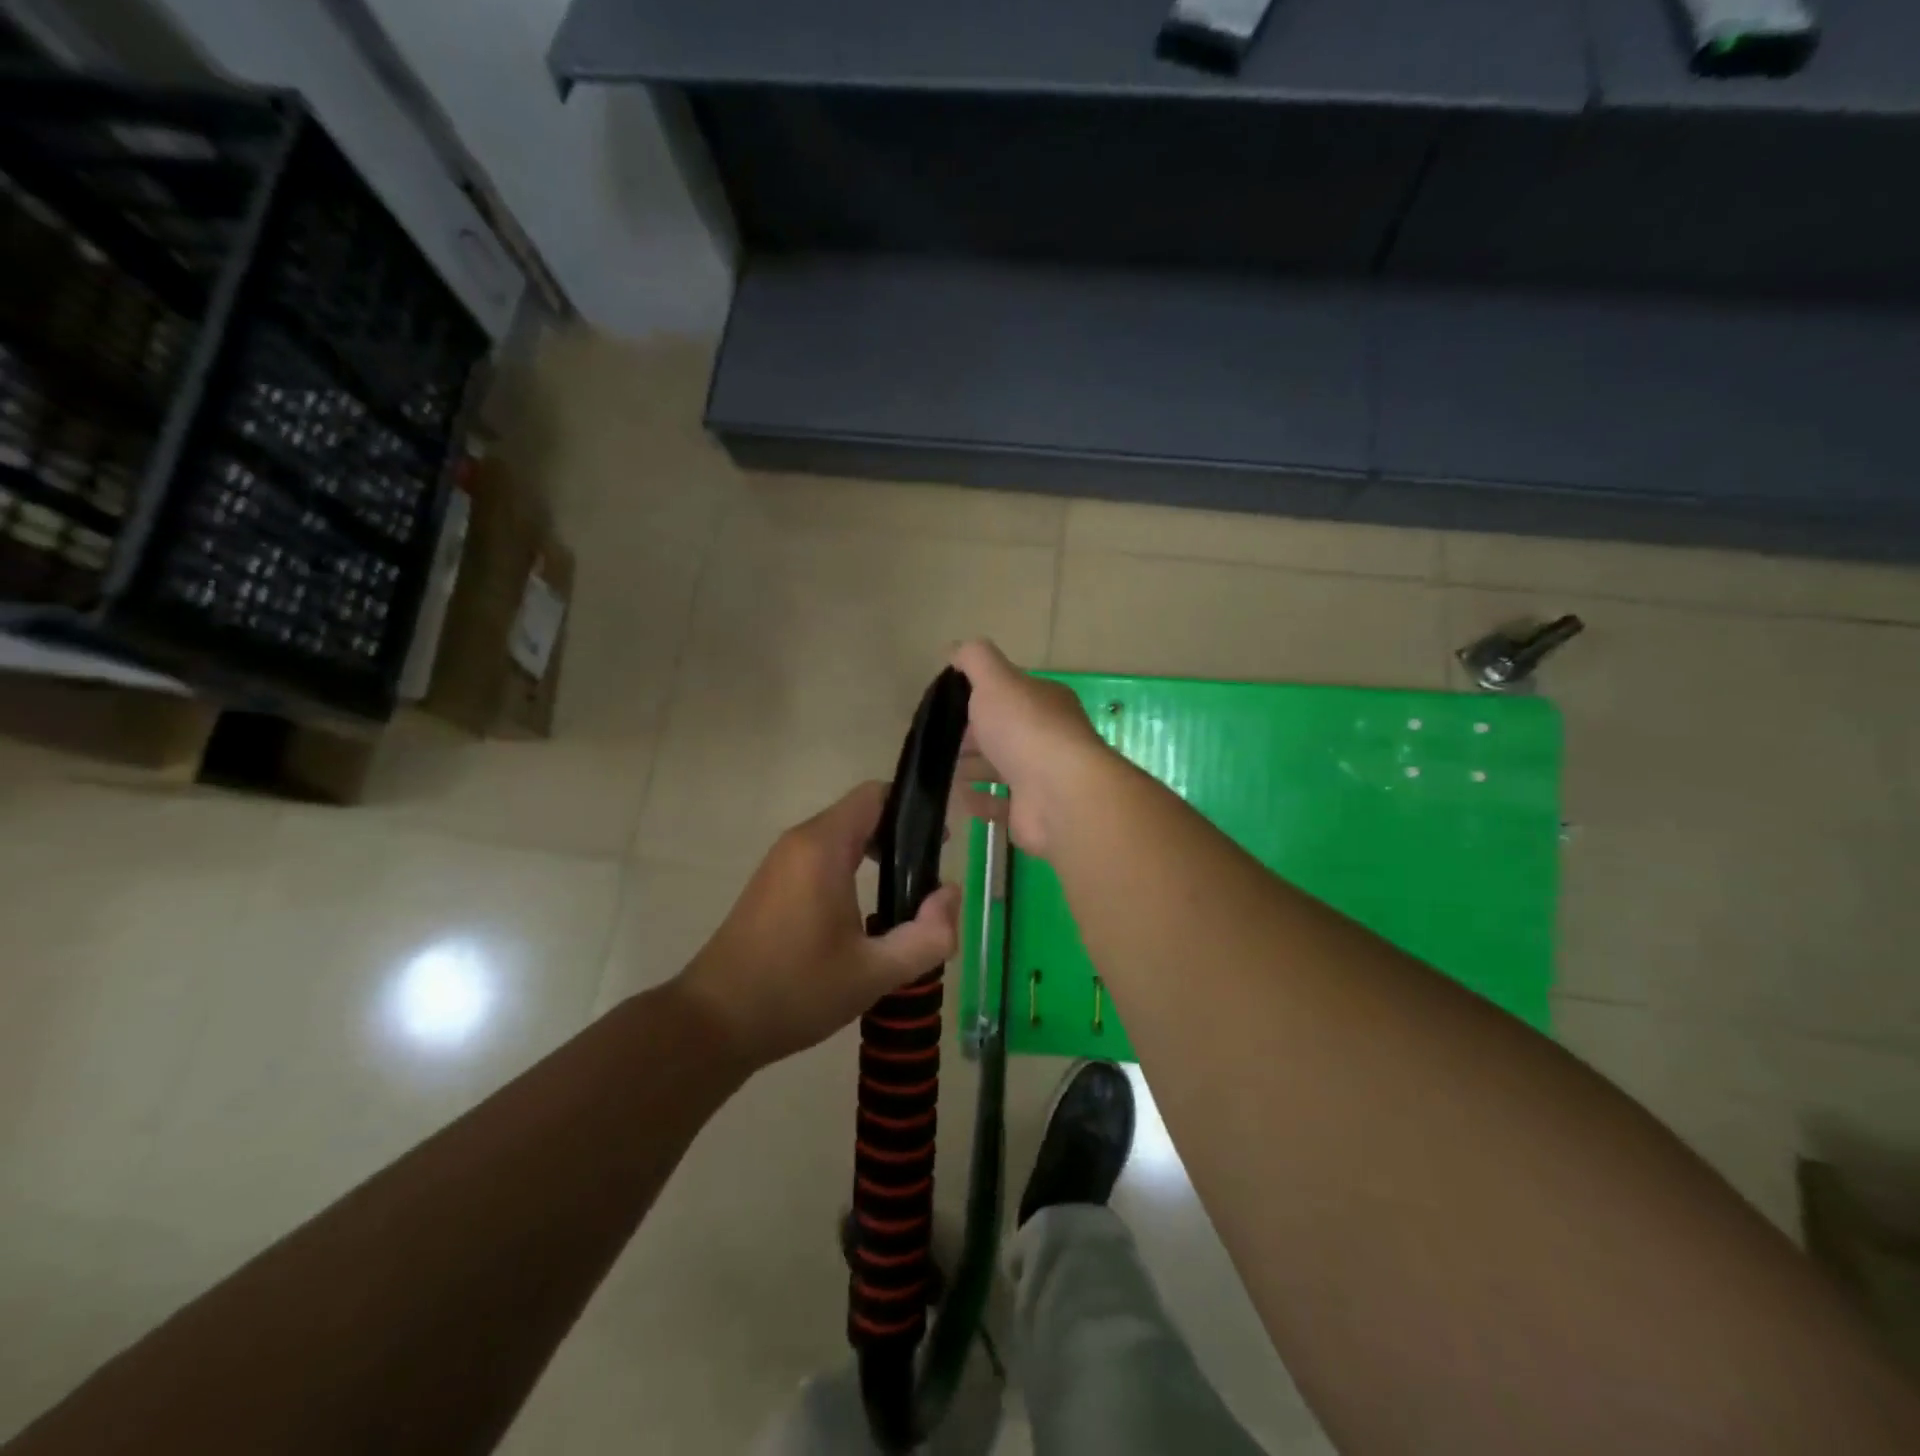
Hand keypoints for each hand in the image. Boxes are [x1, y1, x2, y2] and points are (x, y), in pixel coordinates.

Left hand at [677, 782, 961, 1070]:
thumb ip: (927, 935)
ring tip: (902, 902)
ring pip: (840, 838)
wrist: (713, 1023)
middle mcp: (799, 842)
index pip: (875, 795)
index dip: (913, 810)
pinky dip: (850, 871)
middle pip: (861, 814)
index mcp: (823, 847)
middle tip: (928, 881)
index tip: (940, 846)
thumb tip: (951, 896)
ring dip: (875, 857)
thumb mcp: (874, 972)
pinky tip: (863, 917)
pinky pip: (821, 858)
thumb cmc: (795, 991)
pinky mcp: (771, 885)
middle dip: (900, 839)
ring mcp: (780, 863)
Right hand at [951, 640, 1111, 856]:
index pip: (1009, 694)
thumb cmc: (1026, 729)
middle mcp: (1047, 736)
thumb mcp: (996, 679)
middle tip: (938, 741)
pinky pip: (1001, 803)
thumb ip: (975, 659)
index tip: (946, 705)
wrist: (1059, 794)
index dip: (978, 697)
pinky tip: (961, 798)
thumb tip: (954, 649)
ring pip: (1001, 768)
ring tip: (941, 770)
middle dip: (971, 736)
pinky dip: (980, 800)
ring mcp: (1042, 776)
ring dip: (973, 768)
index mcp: (1044, 701)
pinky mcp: (1033, 811)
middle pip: (1003, 732)